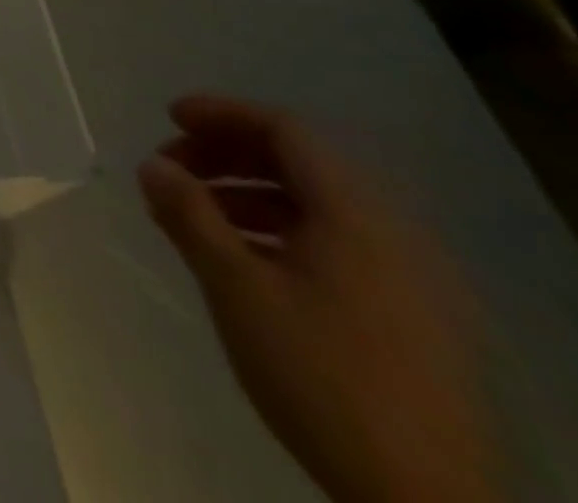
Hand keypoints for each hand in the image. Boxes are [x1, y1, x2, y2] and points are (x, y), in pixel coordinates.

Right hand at [139, 96, 496, 502]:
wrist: (425, 501)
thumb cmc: (320, 372)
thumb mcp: (235, 287)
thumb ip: (189, 214)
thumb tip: (152, 163)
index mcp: (354, 215)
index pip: (285, 130)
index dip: (222, 114)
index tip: (168, 117)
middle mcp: (388, 233)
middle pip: (299, 163)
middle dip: (226, 155)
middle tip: (171, 167)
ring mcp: (406, 278)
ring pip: (314, 206)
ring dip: (246, 194)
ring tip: (193, 215)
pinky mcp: (408, 317)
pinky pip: (334, 244)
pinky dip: (278, 231)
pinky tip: (240, 259)